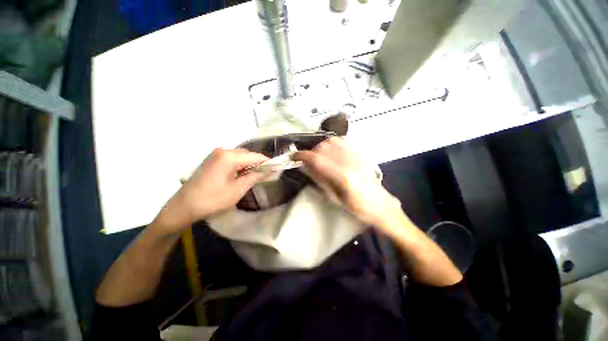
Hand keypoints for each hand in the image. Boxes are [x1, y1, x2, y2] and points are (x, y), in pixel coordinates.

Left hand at [154, 148, 268, 232]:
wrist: (183, 207)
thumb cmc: (212, 200)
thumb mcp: (238, 189)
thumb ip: (255, 177)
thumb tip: (270, 170)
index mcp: (229, 157)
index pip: (255, 156)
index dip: (268, 162)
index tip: (277, 169)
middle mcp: (223, 151)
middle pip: (248, 154)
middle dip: (259, 163)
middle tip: (267, 174)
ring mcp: (216, 154)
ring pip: (240, 155)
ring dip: (250, 164)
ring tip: (257, 175)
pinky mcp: (212, 159)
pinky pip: (232, 158)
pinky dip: (241, 164)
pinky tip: (243, 174)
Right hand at [293, 138, 401, 228]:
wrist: (382, 206)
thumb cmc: (358, 208)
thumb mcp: (335, 199)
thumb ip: (320, 180)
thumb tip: (306, 166)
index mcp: (343, 176)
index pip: (317, 159)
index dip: (302, 155)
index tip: (294, 156)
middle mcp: (350, 161)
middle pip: (324, 147)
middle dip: (311, 152)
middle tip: (307, 160)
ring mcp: (357, 155)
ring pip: (332, 141)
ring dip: (321, 147)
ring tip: (318, 157)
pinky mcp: (361, 154)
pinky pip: (343, 141)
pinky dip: (332, 143)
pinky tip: (330, 152)